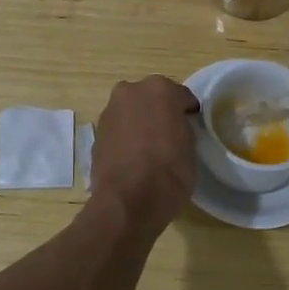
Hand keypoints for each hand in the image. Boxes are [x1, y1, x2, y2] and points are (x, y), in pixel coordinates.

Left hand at [90, 76, 199, 224]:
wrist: (128, 201)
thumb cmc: (170, 170)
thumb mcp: (191, 146)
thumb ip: (182, 127)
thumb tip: (175, 128)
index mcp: (159, 88)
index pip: (181, 96)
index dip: (187, 112)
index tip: (192, 125)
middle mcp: (130, 91)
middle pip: (151, 98)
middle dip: (159, 111)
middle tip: (169, 134)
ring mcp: (110, 111)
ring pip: (131, 112)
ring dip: (139, 123)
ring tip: (149, 149)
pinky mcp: (96, 133)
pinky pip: (118, 130)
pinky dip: (125, 137)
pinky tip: (133, 158)